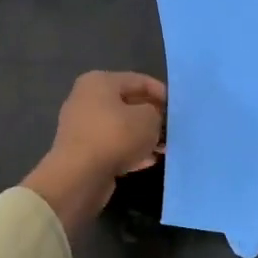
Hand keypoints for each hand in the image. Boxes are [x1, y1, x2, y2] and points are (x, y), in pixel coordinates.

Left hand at [23, 72, 167, 233]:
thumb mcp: (148, 119)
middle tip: (172, 129)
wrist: (79, 176)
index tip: (178, 109)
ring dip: (143, 137)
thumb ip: (157, 113)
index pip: (139, 80)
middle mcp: (87, 99)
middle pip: (128, 104)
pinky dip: (130, 151)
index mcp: (99, 82)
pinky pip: (113, 146)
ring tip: (164, 148)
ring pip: (121, 127)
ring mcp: (82, 126)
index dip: (162, 93)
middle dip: (153, 117)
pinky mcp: (83, 151)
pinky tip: (149, 161)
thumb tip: (153, 119)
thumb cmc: (116, 136)